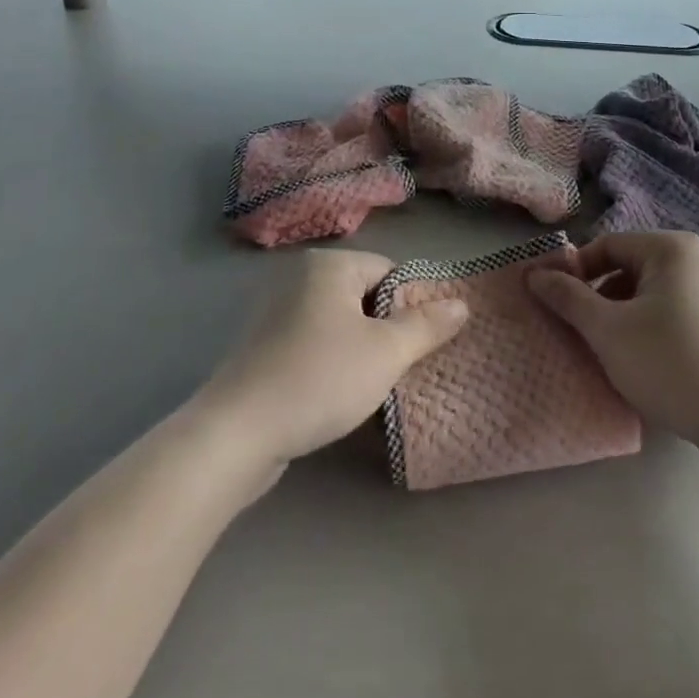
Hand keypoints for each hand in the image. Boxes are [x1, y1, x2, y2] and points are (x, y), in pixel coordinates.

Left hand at [195, 249, 468, 474]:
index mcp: (329, 264)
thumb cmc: (319, 379)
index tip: (417, 347)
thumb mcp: (385, 353)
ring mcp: (274, 311)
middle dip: (384, 331)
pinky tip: (331, 394)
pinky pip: (311, 343)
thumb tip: (462, 304)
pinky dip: (327, 362)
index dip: (411, 307)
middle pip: (364, 296)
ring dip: (357, 350)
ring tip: (367, 386)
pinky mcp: (260, 346)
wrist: (236, 433)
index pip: (390, 272)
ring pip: (337, 323)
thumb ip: (426, 326)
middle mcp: (299, 277)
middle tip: (397, 369)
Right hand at [528, 231, 698, 487]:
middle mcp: (697, 260)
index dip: (574, 273)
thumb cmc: (671, 364)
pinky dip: (649, 332)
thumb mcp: (609, 331)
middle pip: (628, 269)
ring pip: (650, 296)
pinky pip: (673, 316)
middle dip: (599, 299)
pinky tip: (641, 366)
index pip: (606, 246)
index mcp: (671, 248)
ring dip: (621, 319)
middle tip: (579, 333)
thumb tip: (534, 274)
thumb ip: (568, 299)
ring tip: (607, 353)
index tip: (554, 305)